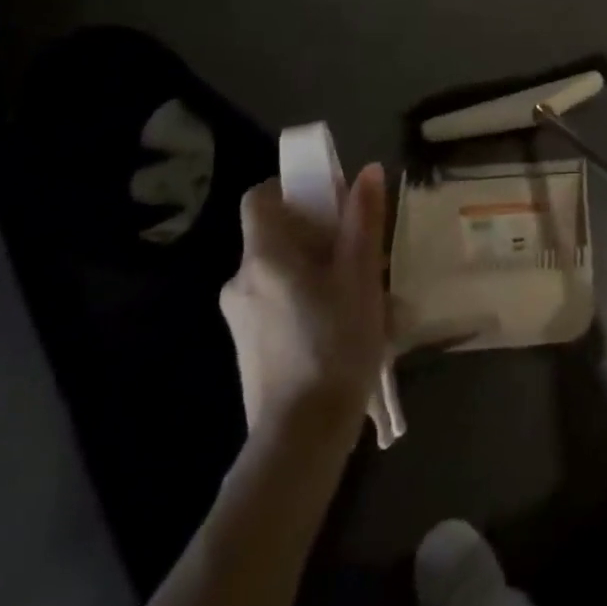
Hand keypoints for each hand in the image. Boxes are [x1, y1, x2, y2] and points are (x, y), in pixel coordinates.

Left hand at [221, 163, 388, 429]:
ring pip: (282, 273)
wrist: (301, 435)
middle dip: (320, 237)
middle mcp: (241, 280)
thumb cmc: (336, 344)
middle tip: (363, 257)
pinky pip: (278, 304)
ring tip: (364, 300)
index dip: (291, 189)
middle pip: (276, 236)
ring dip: (319, 273)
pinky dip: (307, 302)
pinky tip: (342, 330)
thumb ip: (362, 221)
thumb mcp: (361, 277)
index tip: (328, 202)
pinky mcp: (248, 346)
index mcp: (265, 256)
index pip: (259, 197)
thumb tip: (366, 170)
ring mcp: (240, 317)